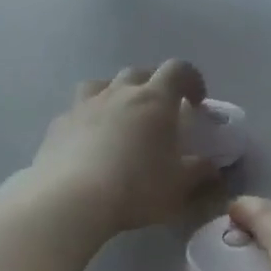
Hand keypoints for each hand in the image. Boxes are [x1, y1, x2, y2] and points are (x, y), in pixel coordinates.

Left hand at [31, 62, 218, 236]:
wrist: (71, 199)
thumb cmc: (136, 188)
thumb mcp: (179, 186)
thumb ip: (199, 172)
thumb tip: (211, 167)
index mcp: (155, 100)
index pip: (178, 70)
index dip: (191, 80)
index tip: (196, 101)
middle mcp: (120, 93)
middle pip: (140, 72)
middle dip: (154, 85)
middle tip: (160, 111)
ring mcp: (85, 104)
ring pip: (103, 83)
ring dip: (117, 93)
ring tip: (121, 116)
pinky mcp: (59, 123)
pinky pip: (78, 109)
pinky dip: (89, 117)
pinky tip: (90, 140)